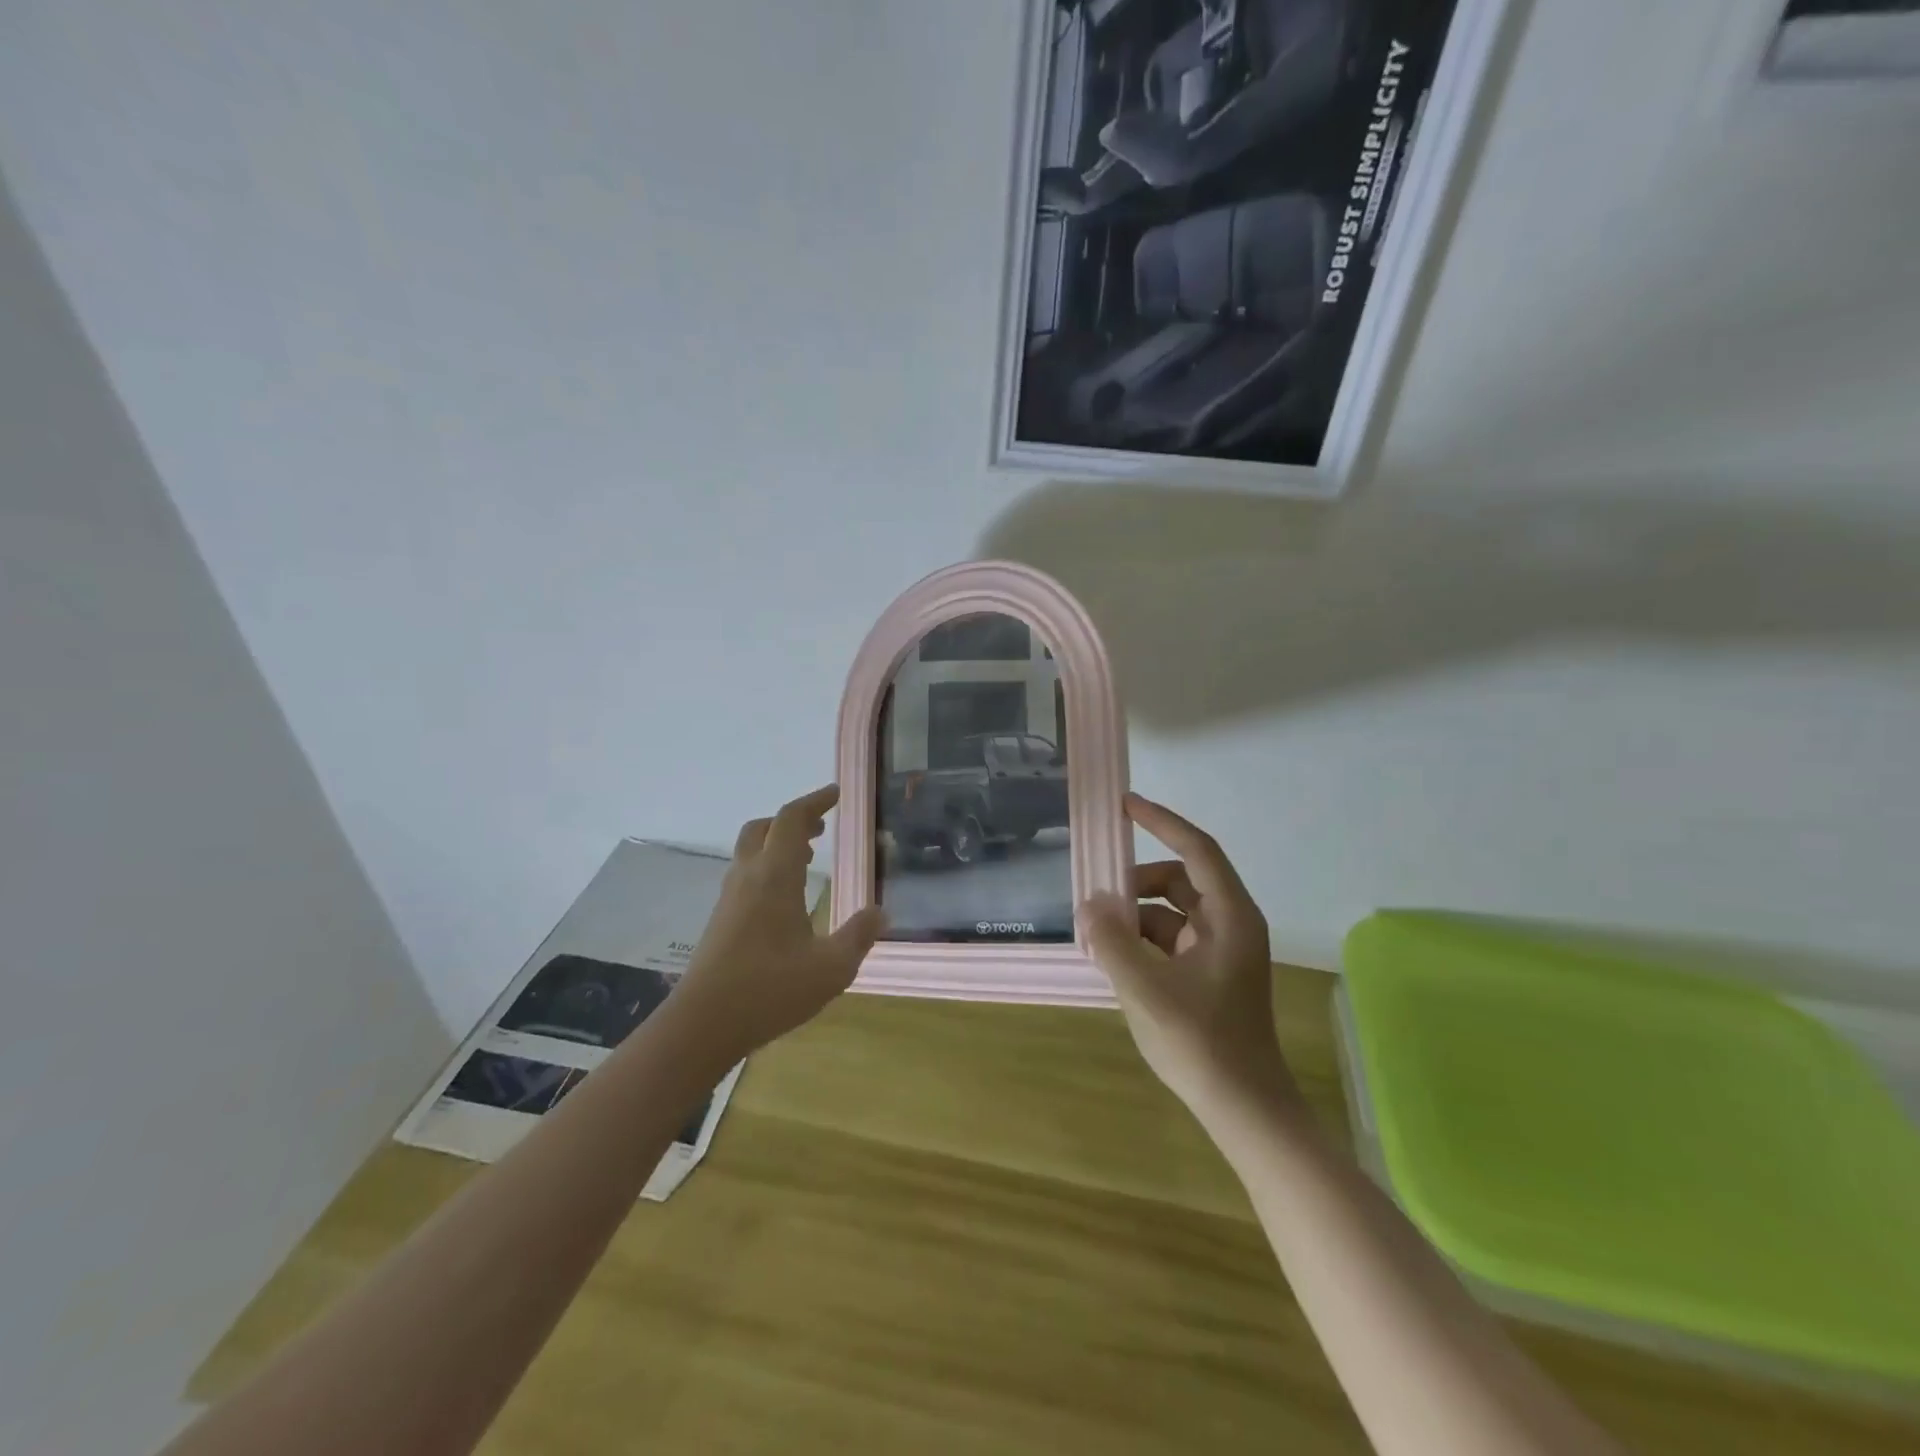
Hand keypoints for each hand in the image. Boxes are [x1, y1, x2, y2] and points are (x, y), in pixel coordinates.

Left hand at [668, 785, 886, 1065]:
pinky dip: (767, 867)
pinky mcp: (720, 920)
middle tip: (821, 830)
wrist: (702, 1025)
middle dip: (793, 821)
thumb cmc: (770, 990)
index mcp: (774, 876)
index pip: (791, 819)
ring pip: (750, 851)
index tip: (836, 794)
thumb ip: (859, 936)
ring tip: (807, 859)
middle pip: (764, 827)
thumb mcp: (831, 968)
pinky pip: (745, 875)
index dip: (815, 801)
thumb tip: (881, 912)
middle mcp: (748, 878)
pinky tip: (785, 898)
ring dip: (778, 844)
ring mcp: (729, 899)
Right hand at [1078, 792, 1298, 1122]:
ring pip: (1170, 911)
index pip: (1196, 849)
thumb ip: (1112, 941)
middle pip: (1179, 879)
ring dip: (1134, 915)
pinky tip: (1113, 960)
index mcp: (1230, 916)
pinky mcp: (1208, 974)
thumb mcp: (1146, 989)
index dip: (1162, 821)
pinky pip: (1169, 938)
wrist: (1244, 1109)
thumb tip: (1088, 907)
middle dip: (1136, 883)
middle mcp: (1230, 924)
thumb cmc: (1202, 1043)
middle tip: (1097, 899)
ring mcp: (1220, 950)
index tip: (1125, 804)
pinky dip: (1140, 940)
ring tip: (1097, 936)